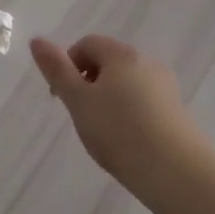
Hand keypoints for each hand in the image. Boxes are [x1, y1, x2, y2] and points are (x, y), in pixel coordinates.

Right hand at [29, 34, 214, 197]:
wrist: (177, 173)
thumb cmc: (119, 132)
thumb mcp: (78, 101)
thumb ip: (56, 70)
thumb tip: (37, 40)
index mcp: (122, 55)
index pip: (87, 43)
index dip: (68, 64)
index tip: (62, 96)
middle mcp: (147, 63)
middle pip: (109, 62)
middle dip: (88, 83)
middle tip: (80, 115)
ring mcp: (166, 87)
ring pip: (127, 83)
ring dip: (108, 99)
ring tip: (103, 131)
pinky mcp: (177, 112)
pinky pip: (144, 102)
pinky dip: (129, 113)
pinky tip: (127, 140)